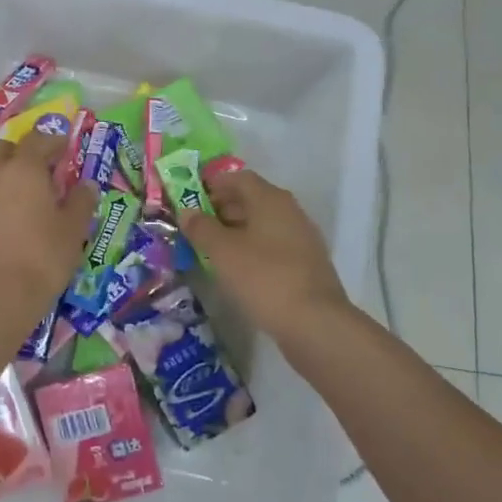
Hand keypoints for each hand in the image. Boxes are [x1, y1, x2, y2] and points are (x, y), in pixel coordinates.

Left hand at [0, 130, 99, 338]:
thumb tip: (87, 184)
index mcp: (25, 168)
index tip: (66, 148)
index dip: (53, 141)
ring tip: (26, 189)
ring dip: (5, 169)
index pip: (38, 140)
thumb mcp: (73, 229)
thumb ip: (81, 201)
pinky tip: (13, 210)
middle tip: (42, 165)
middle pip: (3, 147)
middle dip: (21, 149)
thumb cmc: (43, 257)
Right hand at [179, 168, 350, 345]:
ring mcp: (302, 237)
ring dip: (236, 230)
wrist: (314, 323)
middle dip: (221, 208)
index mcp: (270, 199)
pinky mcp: (306, 264)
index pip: (238, 178)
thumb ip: (201, 227)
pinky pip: (272, 245)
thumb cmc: (264, 277)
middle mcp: (290, 211)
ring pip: (262, 224)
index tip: (190, 198)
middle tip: (195, 226)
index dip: (212, 184)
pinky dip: (252, 249)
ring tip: (211, 249)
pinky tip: (237, 269)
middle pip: (251, 199)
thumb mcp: (222, 251)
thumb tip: (187, 211)